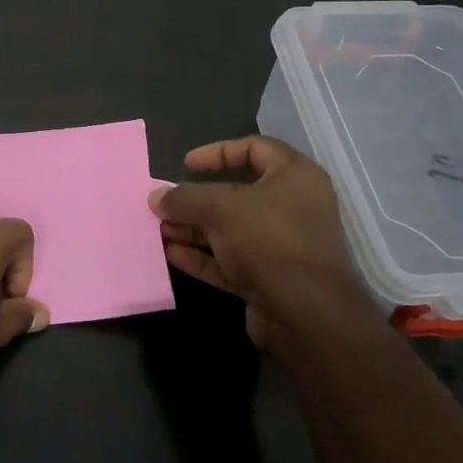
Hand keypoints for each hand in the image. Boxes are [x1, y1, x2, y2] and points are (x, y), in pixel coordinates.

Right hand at [150, 136, 372, 355]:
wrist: (306, 313)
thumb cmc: (268, 239)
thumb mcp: (220, 207)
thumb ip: (185, 198)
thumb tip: (156, 196)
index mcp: (294, 176)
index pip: (255, 148)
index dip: (218, 152)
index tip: (186, 165)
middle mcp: (293, 207)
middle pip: (237, 194)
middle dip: (197, 199)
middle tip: (165, 204)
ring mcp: (283, 246)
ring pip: (231, 230)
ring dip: (195, 229)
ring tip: (160, 231)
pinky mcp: (271, 279)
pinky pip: (232, 260)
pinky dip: (203, 256)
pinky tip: (172, 255)